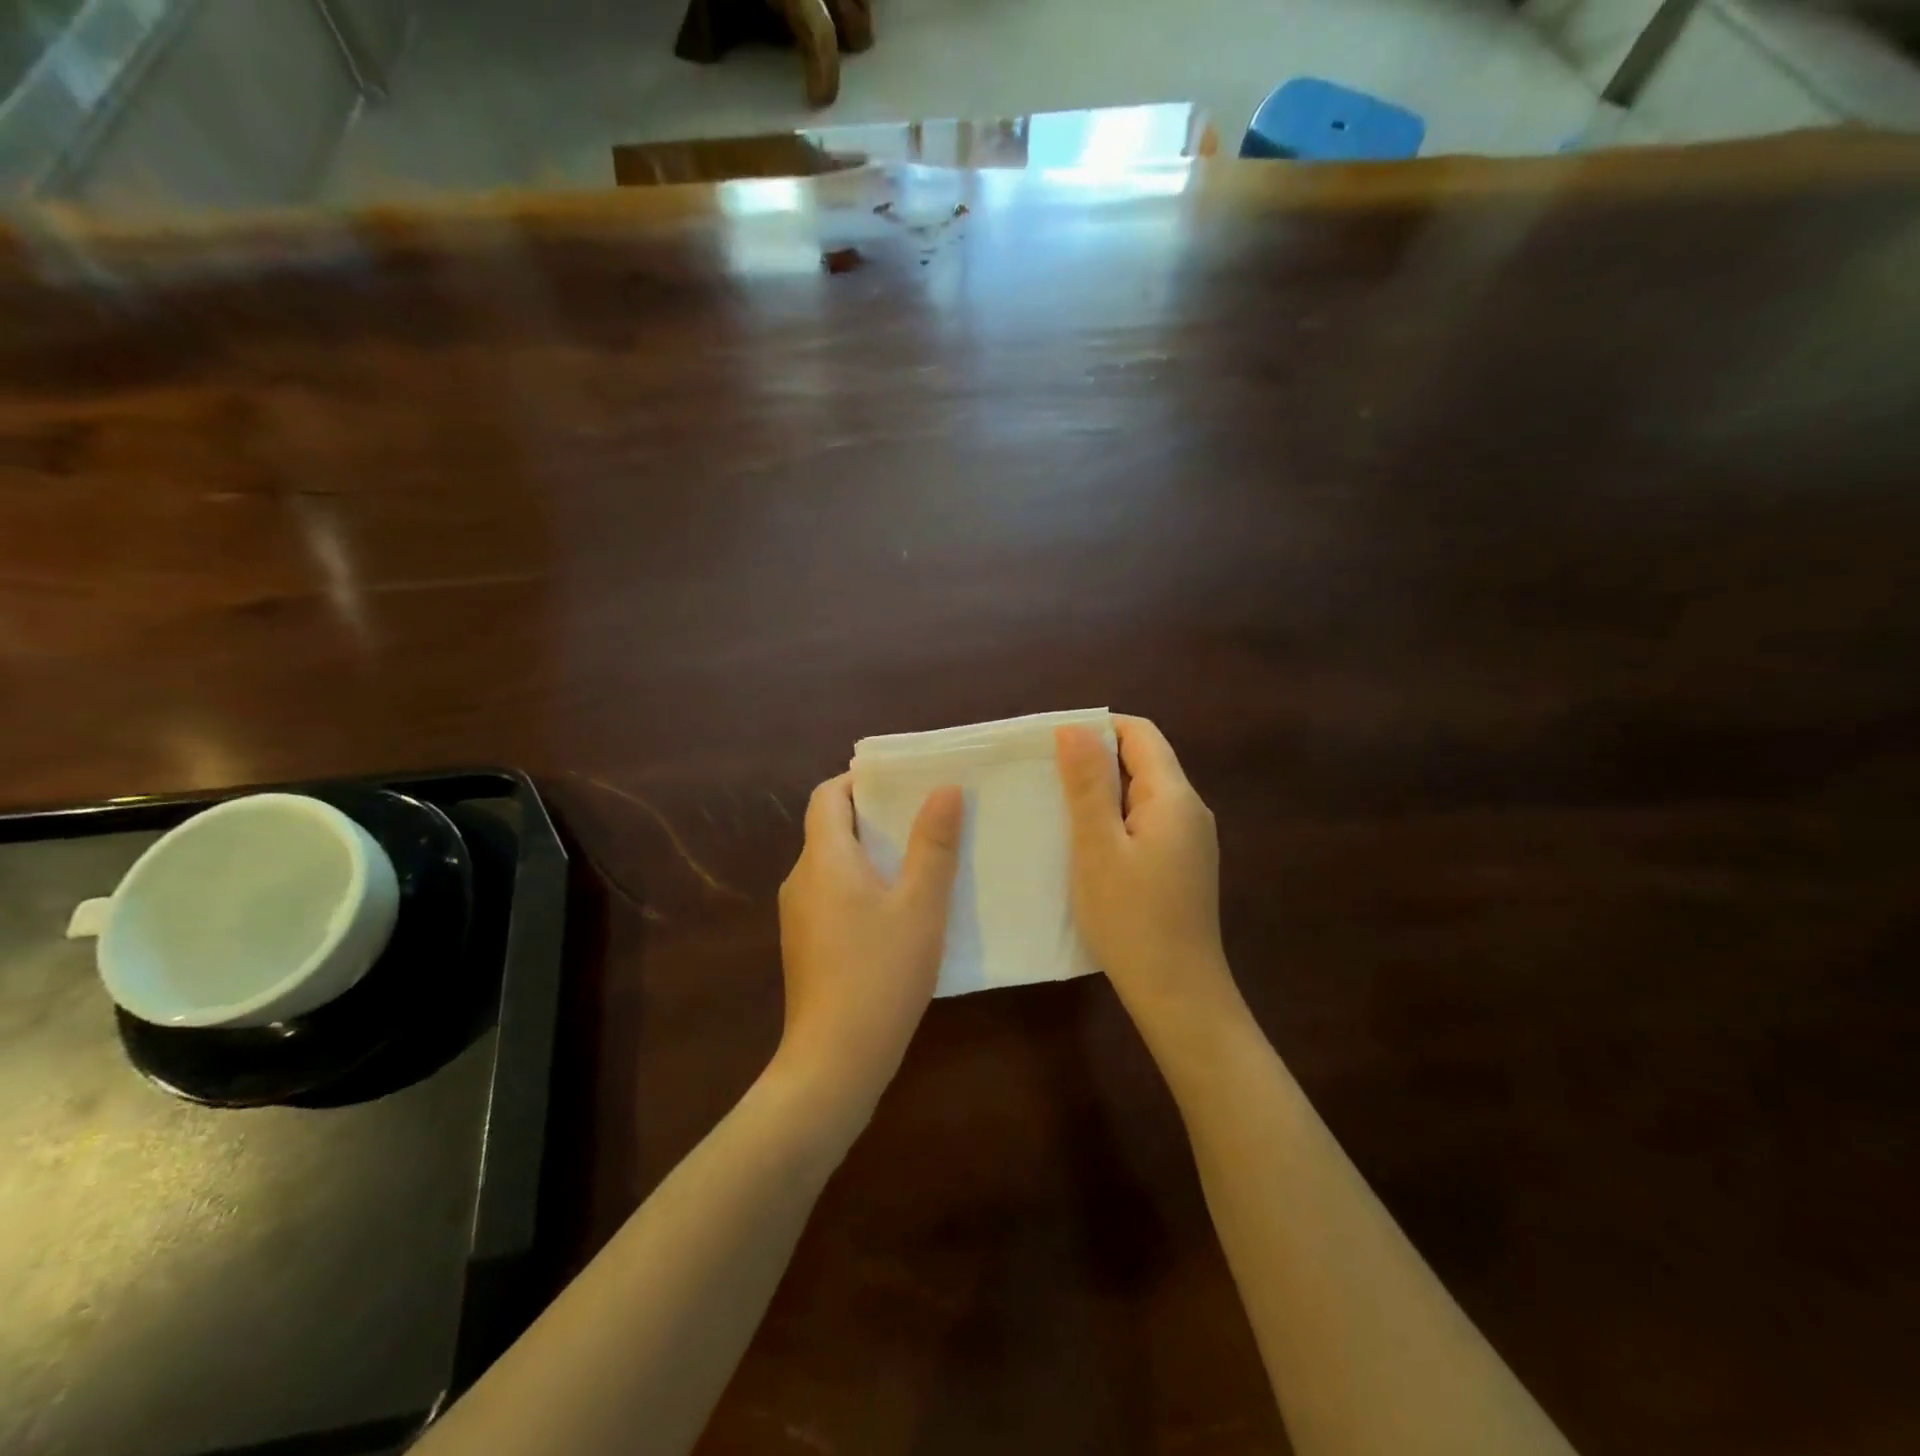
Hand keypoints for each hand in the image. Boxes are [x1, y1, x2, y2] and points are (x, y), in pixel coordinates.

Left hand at [774, 774, 962, 1125]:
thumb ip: (933, 844)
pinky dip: (860, 887)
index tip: (900, 783)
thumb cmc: (881, 972)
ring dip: (870, 855)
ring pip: (833, 866)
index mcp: (823, 859)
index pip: (828, 796)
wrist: (835, 1060)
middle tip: (923, 818)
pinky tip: (897, 913)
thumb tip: (944, 789)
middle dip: (874, 817)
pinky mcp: (805, 946)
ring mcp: (798, 916)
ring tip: (919, 861)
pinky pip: (832, 896)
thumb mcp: (921, 905)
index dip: (859, 782)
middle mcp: (801, 879)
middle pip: (830, 828)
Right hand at [1055, 716, 1244, 1041]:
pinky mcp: (1182, 867)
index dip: (1098, 728)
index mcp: (1174, 797)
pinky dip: (1115, 821)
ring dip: (1103, 793)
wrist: (1178, 994)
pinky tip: (1086, 844)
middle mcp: (1190, 811)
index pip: (1141, 734)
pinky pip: (1147, 824)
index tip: (1053, 743)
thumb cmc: (1131, 918)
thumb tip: (1074, 728)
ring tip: (1057, 807)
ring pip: (1143, 795)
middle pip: (1144, 762)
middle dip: (1096, 760)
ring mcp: (1190, 841)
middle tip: (1045, 775)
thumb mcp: (1097, 847)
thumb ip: (1087, 785)